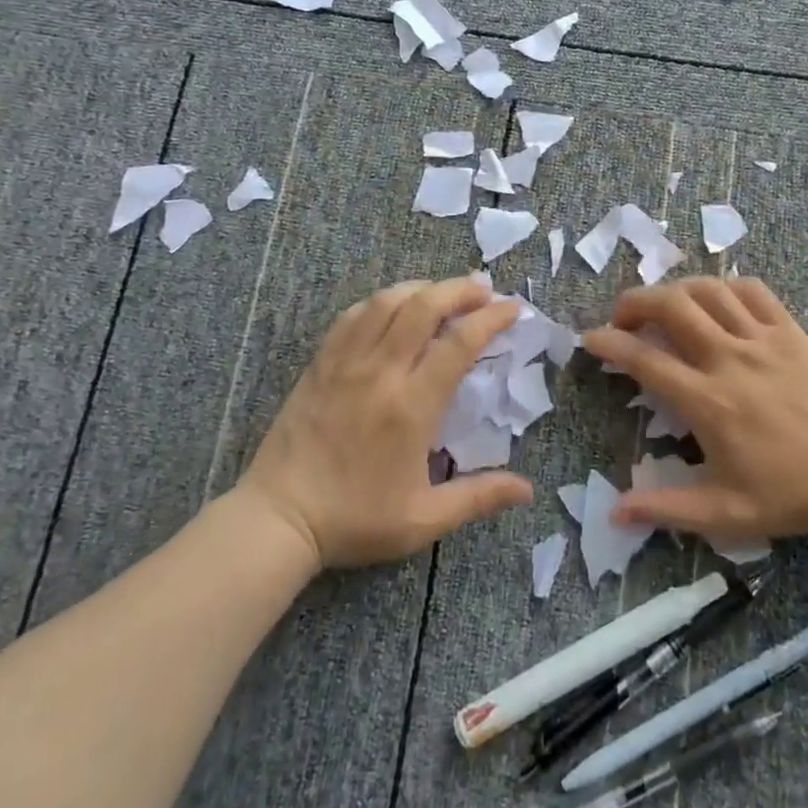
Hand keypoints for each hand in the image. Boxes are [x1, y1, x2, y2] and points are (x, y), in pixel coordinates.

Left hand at [237, 277, 532, 567]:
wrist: (279, 519)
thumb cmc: (355, 520)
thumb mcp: (424, 520)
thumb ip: (479, 498)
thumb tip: (528, 490)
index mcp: (411, 407)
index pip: (459, 344)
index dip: (490, 318)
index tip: (512, 308)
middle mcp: (380, 372)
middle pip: (423, 306)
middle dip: (459, 289)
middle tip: (483, 290)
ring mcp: (345, 363)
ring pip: (386, 302)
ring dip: (421, 288)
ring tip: (443, 293)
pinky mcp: (319, 364)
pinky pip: (352, 316)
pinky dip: (380, 302)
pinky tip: (393, 307)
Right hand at [583, 278, 807, 545]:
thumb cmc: (794, 495)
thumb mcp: (726, 513)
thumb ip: (666, 508)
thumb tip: (613, 511)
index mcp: (708, 402)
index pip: (645, 359)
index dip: (609, 343)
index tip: (590, 338)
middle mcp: (730, 359)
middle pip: (671, 306)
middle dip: (635, 301)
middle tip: (623, 318)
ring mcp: (763, 340)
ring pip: (708, 290)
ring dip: (676, 291)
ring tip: (665, 307)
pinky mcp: (792, 332)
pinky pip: (753, 291)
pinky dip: (726, 287)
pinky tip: (717, 302)